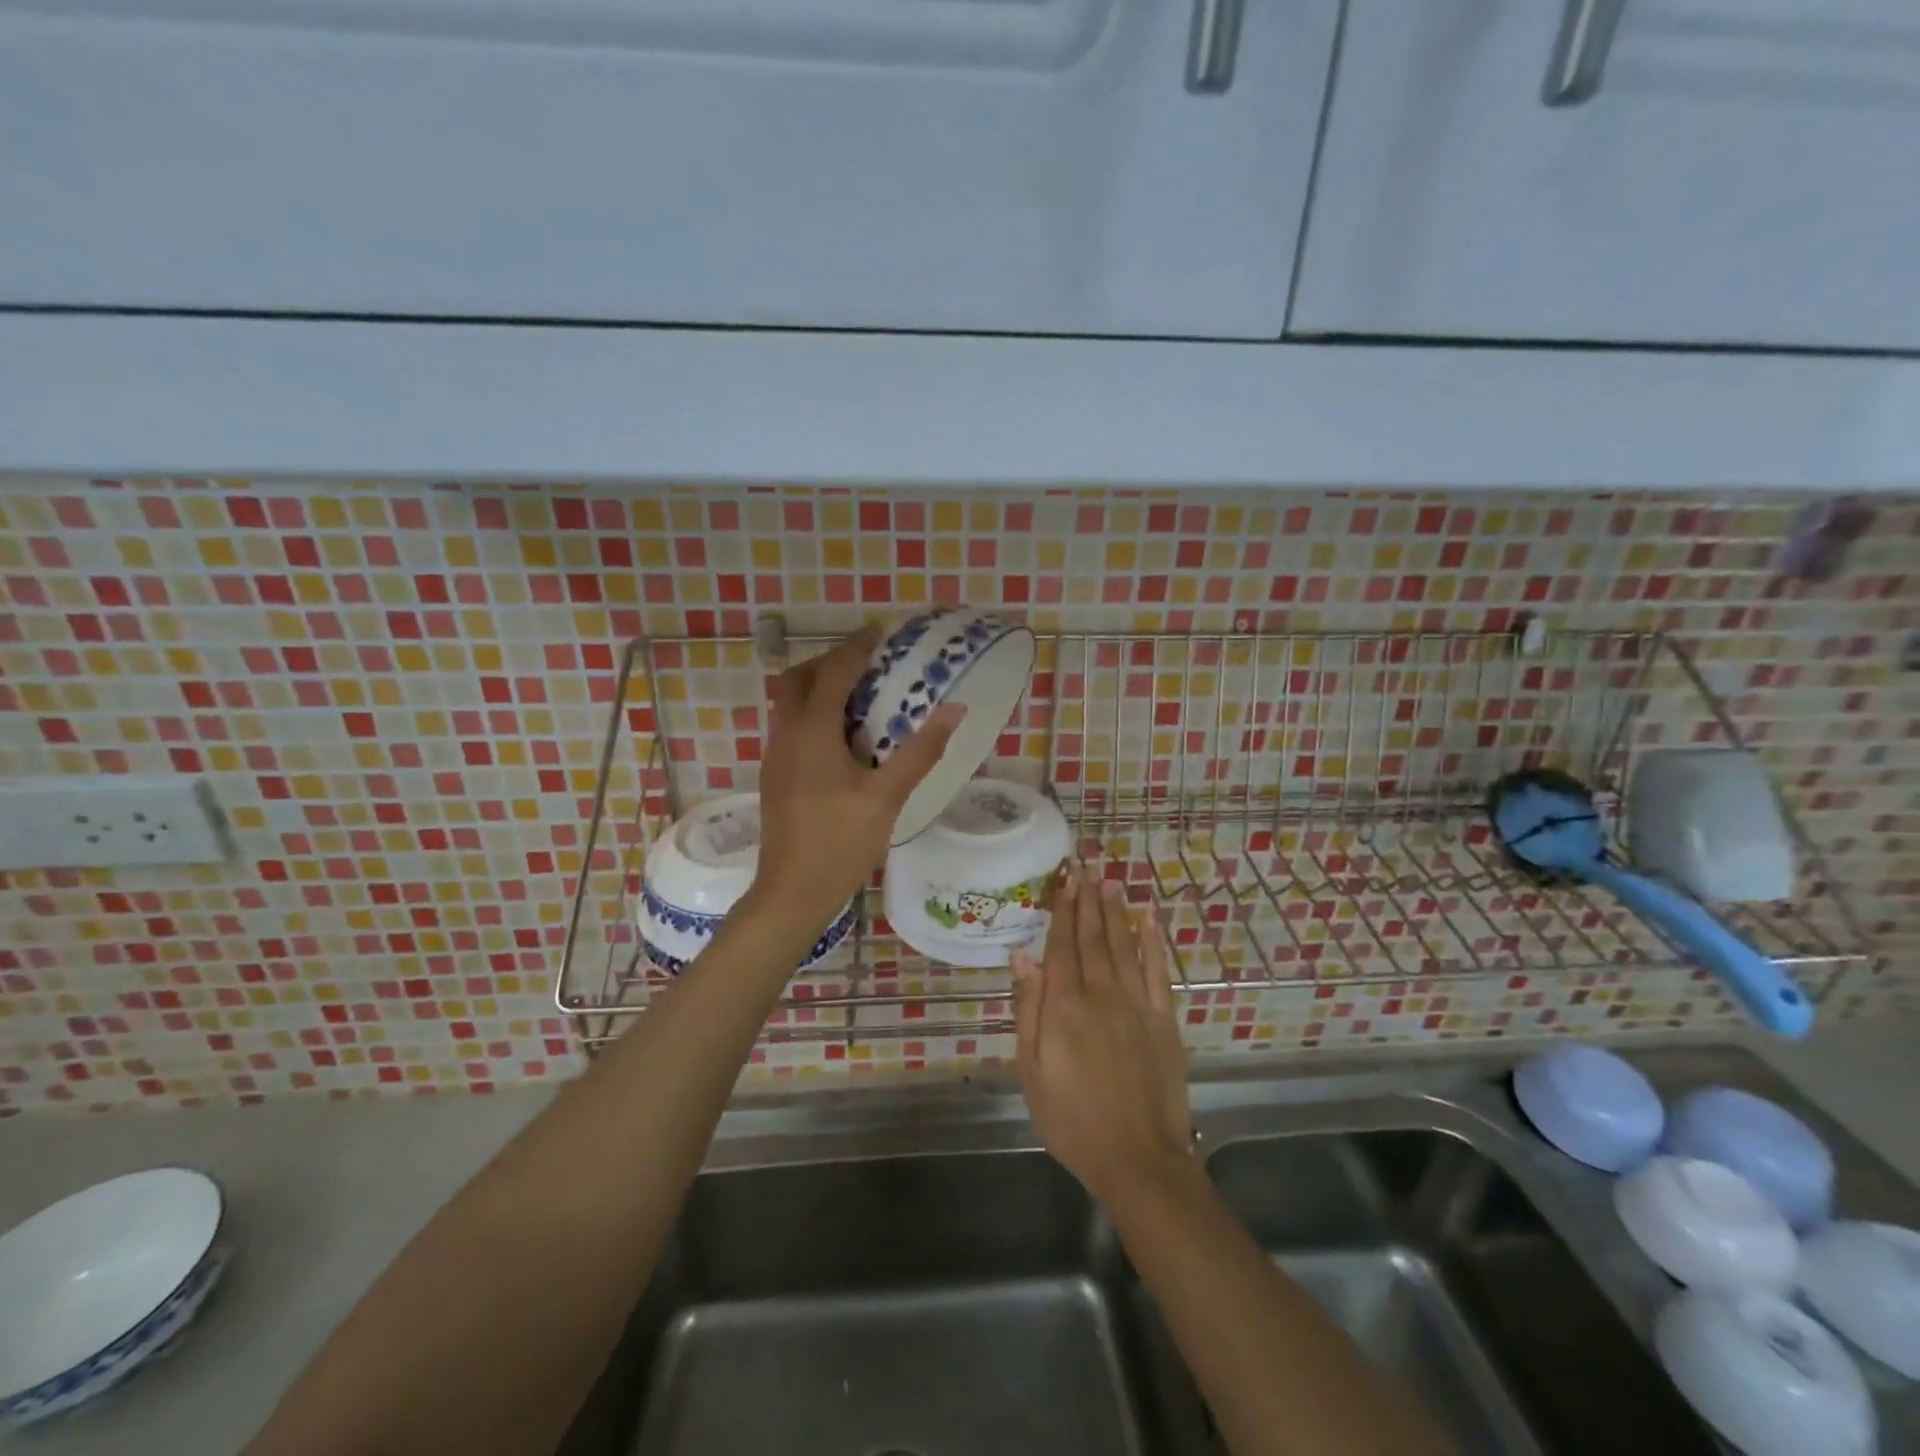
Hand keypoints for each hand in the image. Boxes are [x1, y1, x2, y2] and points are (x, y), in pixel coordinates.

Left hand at [753, 626, 963, 930]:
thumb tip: (955, 709)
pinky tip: (843, 737)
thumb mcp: (888, 796)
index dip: (856, 647)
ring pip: (789, 703)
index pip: (832, 672)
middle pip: (799, 679)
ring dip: (819, 687)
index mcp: (811, 732)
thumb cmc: (841, 842)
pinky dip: (813, 713)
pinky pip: (791, 726)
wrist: (791, 892)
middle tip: (867, 662)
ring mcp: (775, 756)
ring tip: (860, 695)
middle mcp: (786, 734)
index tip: (881, 631)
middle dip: (830, 661)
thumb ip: (920, 750)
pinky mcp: (775, 776)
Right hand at [1013, 866, 1191, 1206]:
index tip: (1065, 881)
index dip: (1062, 912)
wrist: (1138, 1159)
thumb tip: (1022, 956)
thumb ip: (1028, 1009)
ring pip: (1124, 946)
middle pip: (1093, 938)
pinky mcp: (1164, 1020)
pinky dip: (1153, 942)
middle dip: (1088, 901)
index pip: (1061, 947)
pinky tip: (1148, 919)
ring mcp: (1137, 1005)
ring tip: (1110, 881)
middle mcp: (1101, 994)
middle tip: (1086, 867)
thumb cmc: (1072, 1120)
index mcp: (1065, 1007)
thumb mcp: (1032, 1071)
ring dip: (1116, 911)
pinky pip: (1158, 971)